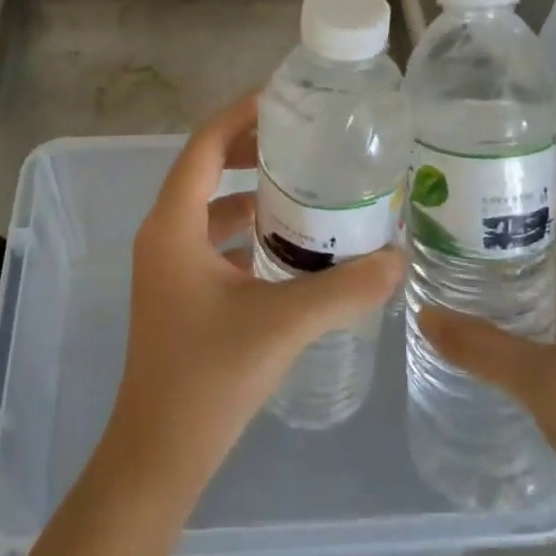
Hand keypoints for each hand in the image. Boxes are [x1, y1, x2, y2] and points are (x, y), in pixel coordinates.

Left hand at [103, 92, 405, 495]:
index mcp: (172, 226)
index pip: (203, 146)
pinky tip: (288, 243)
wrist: (158, 457)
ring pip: (209, 208)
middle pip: (204, 169)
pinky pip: (212, 241)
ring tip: (303, 184)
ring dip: (249, 191)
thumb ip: (343, 289)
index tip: (281, 98)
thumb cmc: (208, 378)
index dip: (239, 116)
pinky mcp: (178, 292)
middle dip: (248, 148)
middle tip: (301, 137)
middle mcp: (163, 235)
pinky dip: (246, 230)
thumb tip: (398, 257)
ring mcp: (167, 266)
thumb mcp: (282, 325)